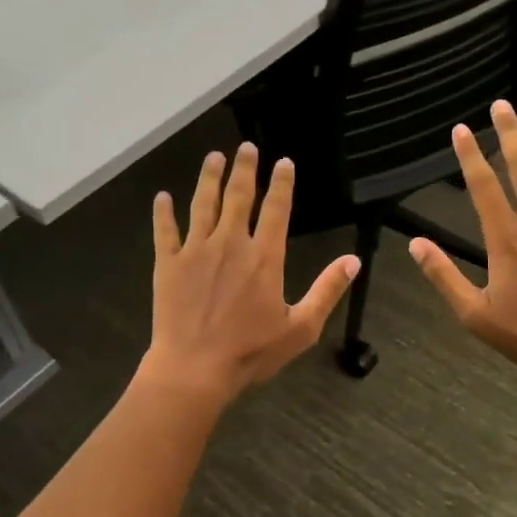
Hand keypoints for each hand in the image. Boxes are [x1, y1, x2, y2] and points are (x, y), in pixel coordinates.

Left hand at [140, 144, 360, 406]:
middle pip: (238, 196)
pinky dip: (163, 212)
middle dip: (244, 168)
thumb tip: (353, 261)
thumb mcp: (301, 328)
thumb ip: (327, 290)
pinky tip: (162, 197)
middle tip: (246, 147)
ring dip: (209, 178)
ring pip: (203, 204)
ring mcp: (196, 251)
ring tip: (213, 157)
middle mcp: (230, 243)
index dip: (281, 183)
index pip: (276, 209)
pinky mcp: (168, 264)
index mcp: (264, 257)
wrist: (195, 368)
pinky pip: (165, 231)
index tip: (283, 161)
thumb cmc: (251, 352)